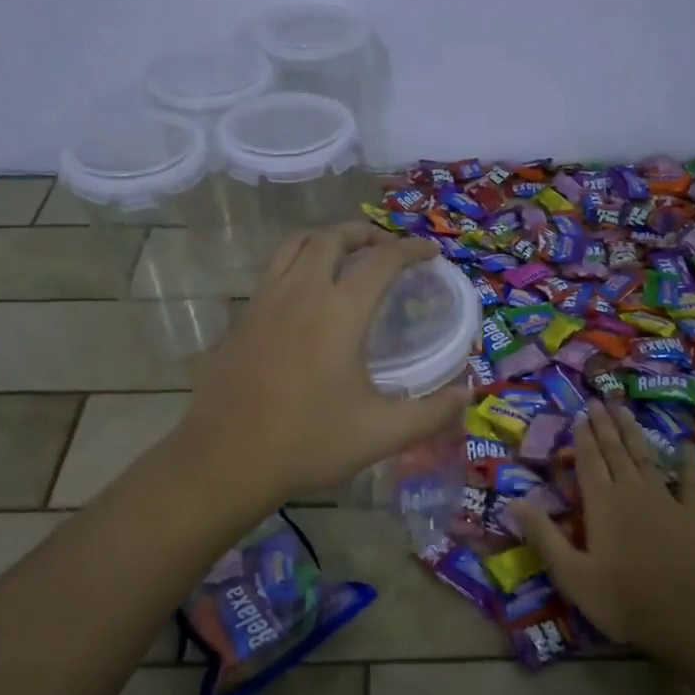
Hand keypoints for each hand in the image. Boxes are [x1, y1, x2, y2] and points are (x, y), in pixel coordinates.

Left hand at [181, 224, 466, 508]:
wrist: (226, 460)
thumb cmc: (308, 443)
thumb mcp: (380, 434)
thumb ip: (430, 413)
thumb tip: (468, 396)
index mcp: (339, 312)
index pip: (381, 261)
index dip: (411, 250)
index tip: (430, 254)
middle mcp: (301, 292)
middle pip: (333, 238)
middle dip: (366, 234)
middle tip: (387, 250)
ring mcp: (264, 302)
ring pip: (295, 245)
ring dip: (327, 239)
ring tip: (346, 256)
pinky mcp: (242, 319)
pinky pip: (273, 270)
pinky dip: (298, 262)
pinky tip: (305, 294)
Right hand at [515, 401, 694, 650]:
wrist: (688, 616)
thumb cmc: (622, 598)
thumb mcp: (571, 573)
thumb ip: (544, 536)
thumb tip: (513, 502)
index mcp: (601, 503)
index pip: (589, 461)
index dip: (583, 437)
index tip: (580, 414)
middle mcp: (632, 491)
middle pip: (616, 452)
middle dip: (605, 426)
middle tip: (599, 402)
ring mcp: (666, 500)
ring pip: (646, 457)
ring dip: (634, 433)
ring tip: (625, 411)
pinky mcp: (693, 515)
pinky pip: (689, 481)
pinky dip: (686, 462)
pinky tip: (686, 446)